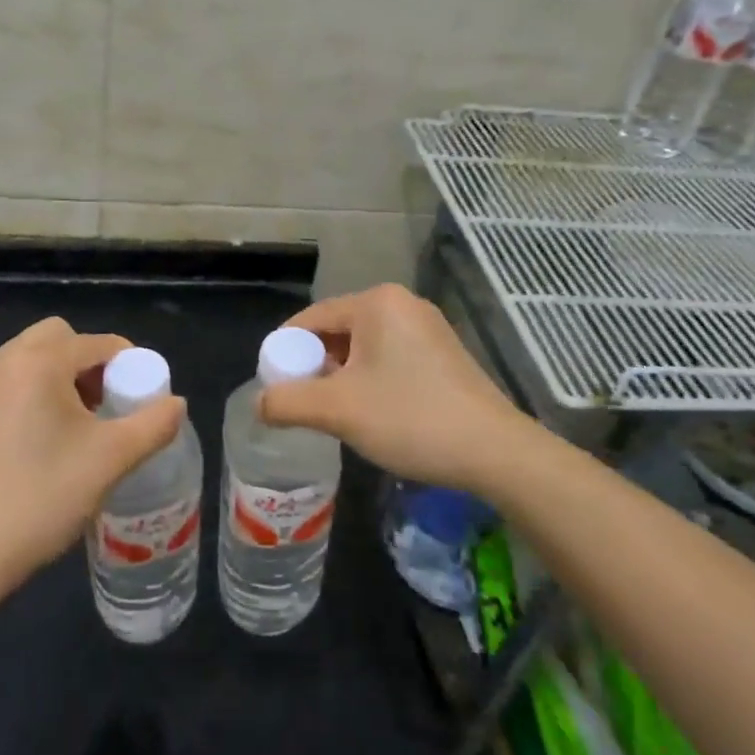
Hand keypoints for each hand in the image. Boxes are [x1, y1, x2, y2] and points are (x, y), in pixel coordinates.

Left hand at [0, 317, 186, 592]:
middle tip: (104, 407)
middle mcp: (3, 361)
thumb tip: (177, 404)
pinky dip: (32, 392)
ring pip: (31, 357)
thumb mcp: (112, 459)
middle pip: (60, 338)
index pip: (98, 343)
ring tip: (76, 425)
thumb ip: (153, 424)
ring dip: (60, 376)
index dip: (128, 365)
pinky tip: (40, 439)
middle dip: (89, 363)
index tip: (139, 401)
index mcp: (38, 362)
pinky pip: (9, 380)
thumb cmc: (44, 496)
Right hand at [260, 285, 532, 493]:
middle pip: (337, 331)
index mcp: (376, 302)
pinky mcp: (443, 353)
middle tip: (304, 405)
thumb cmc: (410, 418)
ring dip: (342, 377)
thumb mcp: (338, 411)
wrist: (495, 451)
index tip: (274, 388)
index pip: (310, 319)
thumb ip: (287, 402)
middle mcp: (402, 304)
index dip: (285, 353)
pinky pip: (389, 357)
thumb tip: (259, 403)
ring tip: (336, 414)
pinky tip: (372, 413)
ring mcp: (427, 327)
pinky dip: (370, 380)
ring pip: (363, 347)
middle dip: (315, 367)